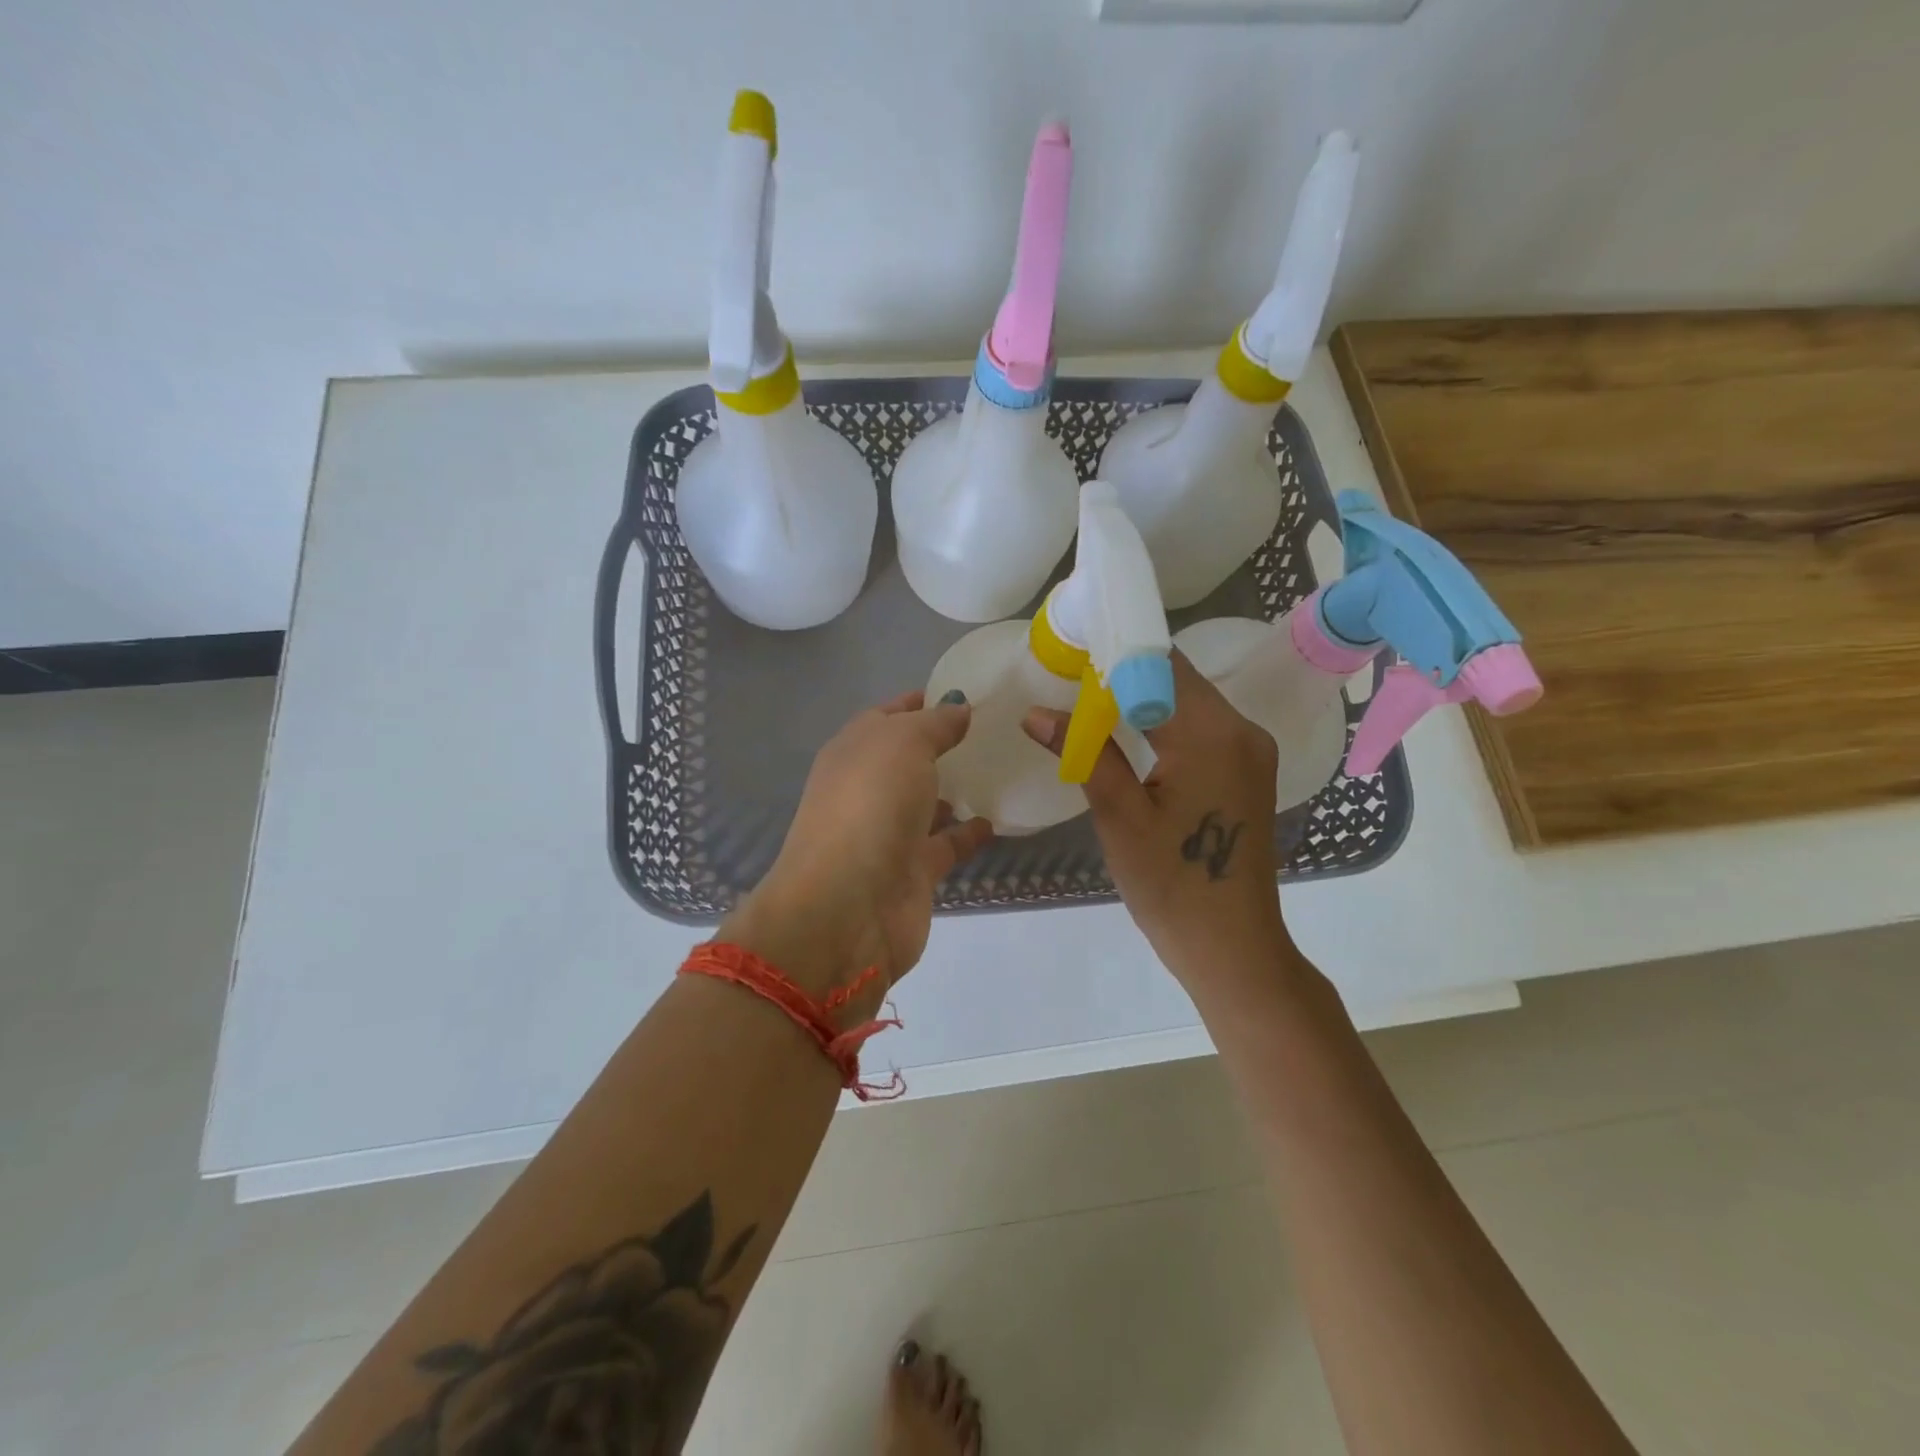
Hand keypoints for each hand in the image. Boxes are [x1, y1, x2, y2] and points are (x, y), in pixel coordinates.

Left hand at [721, 691, 992, 1013]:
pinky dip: (969, 832)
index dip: (923, 701)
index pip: (890, 715)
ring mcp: (889, 831)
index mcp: (854, 750)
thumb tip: (959, 707)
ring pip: (927, 802)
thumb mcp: (902, 743)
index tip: (968, 693)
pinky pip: (947, 843)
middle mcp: (868, 788)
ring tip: (1004, 771)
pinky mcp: (913, 871)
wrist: (849, 907)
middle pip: (909, 759)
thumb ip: (934, 723)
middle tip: (998, 730)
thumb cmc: (871, 805)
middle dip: (945, 746)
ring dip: (956, 790)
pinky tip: (999, 819)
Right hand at [1023, 653, 1292, 1003]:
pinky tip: (1126, 729)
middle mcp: (1241, 729)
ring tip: (1087, 698)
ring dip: (1141, 694)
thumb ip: (1084, 752)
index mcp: (1212, 734)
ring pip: (1188, 700)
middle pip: (1177, 677)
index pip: (1160, 663)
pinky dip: (1162, 720)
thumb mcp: (1119, 815)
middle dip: (1123, 670)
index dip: (1114, 648)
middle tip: (1068, 673)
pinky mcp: (1246, 770)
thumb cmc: (1171, 885)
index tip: (1069, 648)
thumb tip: (1035, 712)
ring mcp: (1250, 750)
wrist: (1232, 947)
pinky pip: (1200, 726)